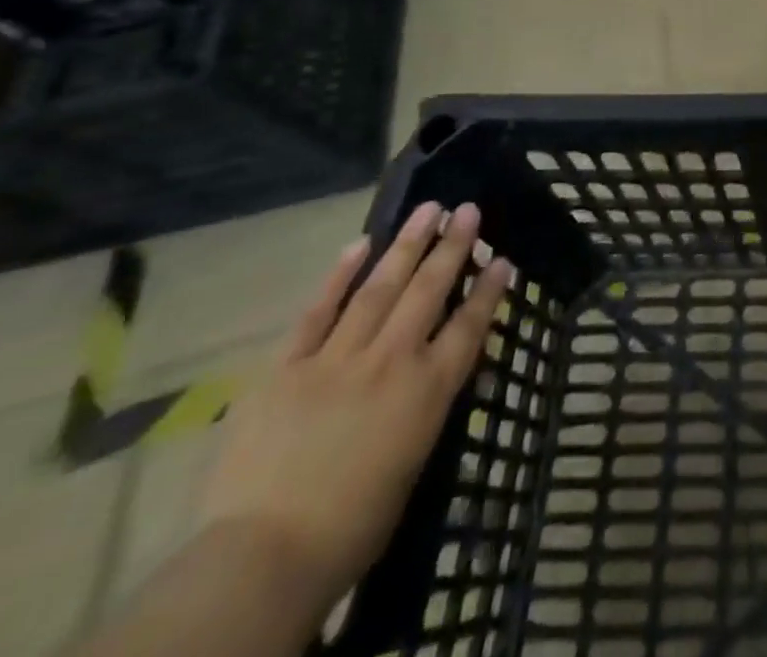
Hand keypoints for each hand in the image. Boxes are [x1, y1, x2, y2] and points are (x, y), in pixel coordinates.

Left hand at [199, 201, 511, 612]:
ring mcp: (337, 358)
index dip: (488, 289)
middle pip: (428, 291)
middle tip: (467, 210)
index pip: (469, 325)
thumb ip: (430, 406)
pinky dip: (339, 276)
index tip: (502, 258)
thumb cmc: (354, 524)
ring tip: (428, 209)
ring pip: (380, 288)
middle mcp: (391, 360)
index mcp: (428, 389)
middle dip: (452, 247)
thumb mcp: (415, 460)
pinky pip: (317, 312)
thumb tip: (444, 370)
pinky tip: (360, 245)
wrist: (264, 556)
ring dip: (407, 245)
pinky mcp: (286, 368)